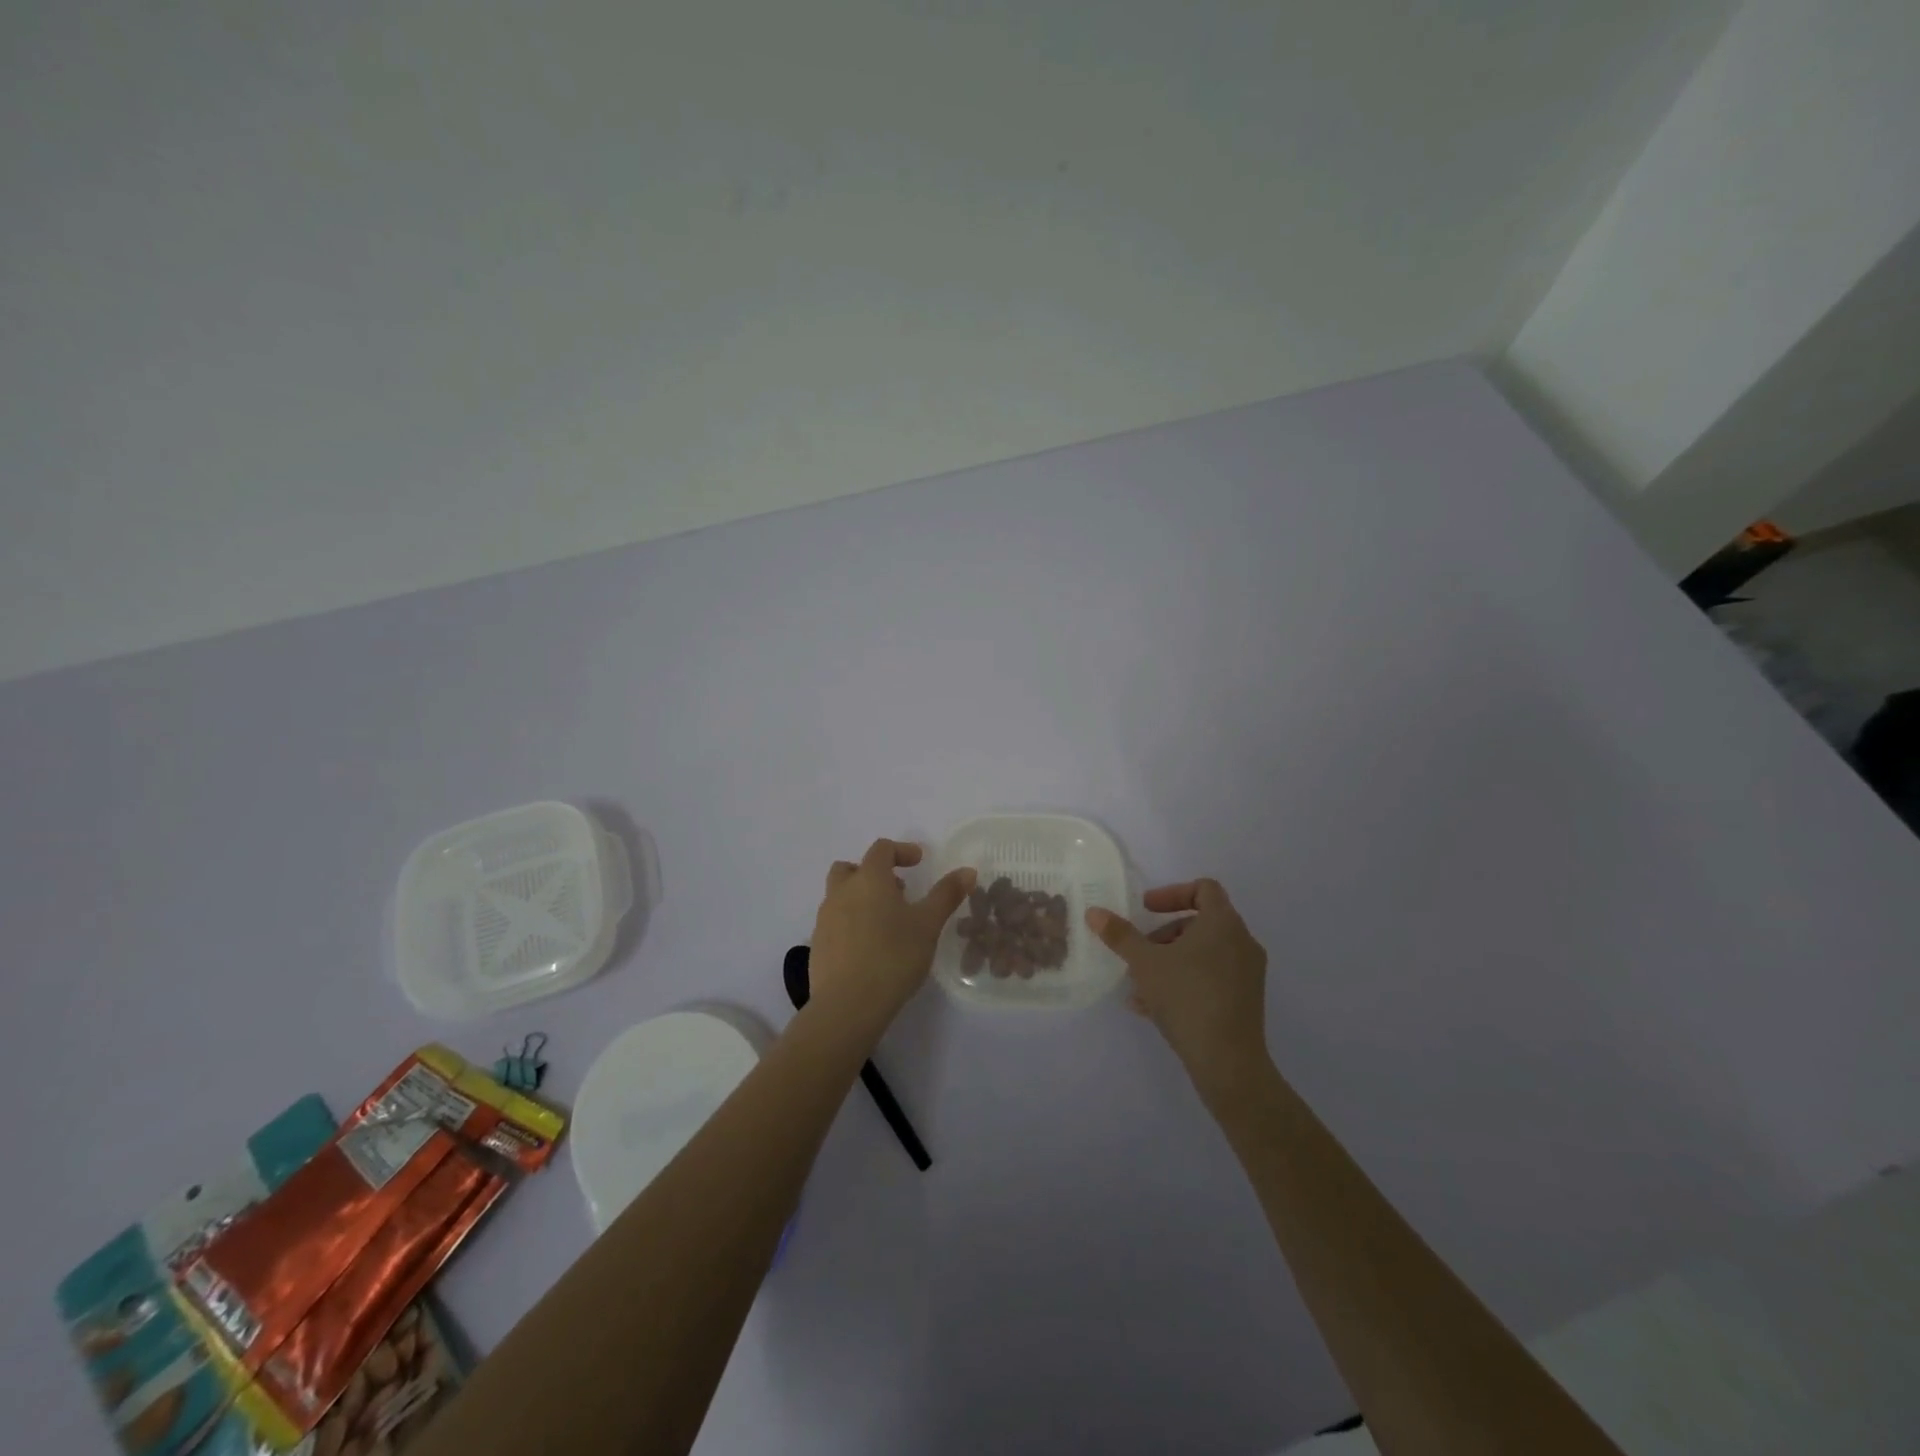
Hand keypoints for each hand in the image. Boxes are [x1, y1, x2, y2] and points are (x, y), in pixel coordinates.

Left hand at [809, 838, 975, 1034]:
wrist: (848, 1005)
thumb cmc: (893, 957)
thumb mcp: (928, 925)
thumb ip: (946, 894)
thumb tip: (967, 871)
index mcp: (868, 879)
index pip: (881, 849)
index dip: (901, 850)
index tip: (918, 861)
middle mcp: (841, 892)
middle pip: (851, 868)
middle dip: (873, 872)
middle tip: (897, 890)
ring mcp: (824, 919)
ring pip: (840, 895)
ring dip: (860, 897)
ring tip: (886, 921)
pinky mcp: (818, 945)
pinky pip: (834, 922)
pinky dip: (850, 922)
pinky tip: (869, 946)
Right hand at [1086, 879, 1271, 1100]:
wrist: (1228, 1062)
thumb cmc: (1187, 998)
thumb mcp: (1145, 963)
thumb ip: (1120, 935)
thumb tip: (1094, 912)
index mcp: (1224, 924)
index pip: (1204, 889)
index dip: (1172, 893)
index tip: (1146, 909)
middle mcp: (1242, 942)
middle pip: (1200, 923)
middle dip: (1164, 934)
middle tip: (1140, 950)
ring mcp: (1248, 973)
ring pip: (1203, 954)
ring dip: (1170, 960)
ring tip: (1139, 984)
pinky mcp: (1245, 1000)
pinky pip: (1211, 978)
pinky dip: (1184, 981)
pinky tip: (1151, 1007)